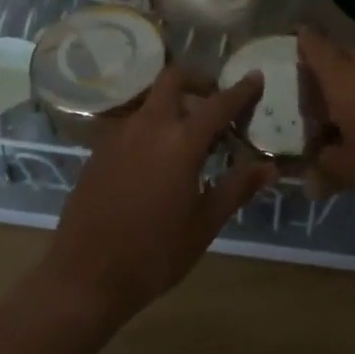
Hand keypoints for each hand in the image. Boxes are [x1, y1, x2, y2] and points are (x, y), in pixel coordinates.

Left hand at [40, 67, 273, 327]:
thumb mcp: (204, 225)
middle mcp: (148, 126)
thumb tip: (269, 167)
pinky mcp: (99, 149)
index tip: (255, 77)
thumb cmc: (154, 254)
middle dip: (198, 80)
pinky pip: (132, 123)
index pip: (218, 104)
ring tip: (190, 136)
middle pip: (173, 79)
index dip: (241, 90)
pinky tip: (158, 158)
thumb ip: (237, 188)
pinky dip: (152, 125)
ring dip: (174, 104)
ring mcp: (119, 135)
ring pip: (151, 100)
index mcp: (180, 142)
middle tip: (215, 101)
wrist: (85, 277)